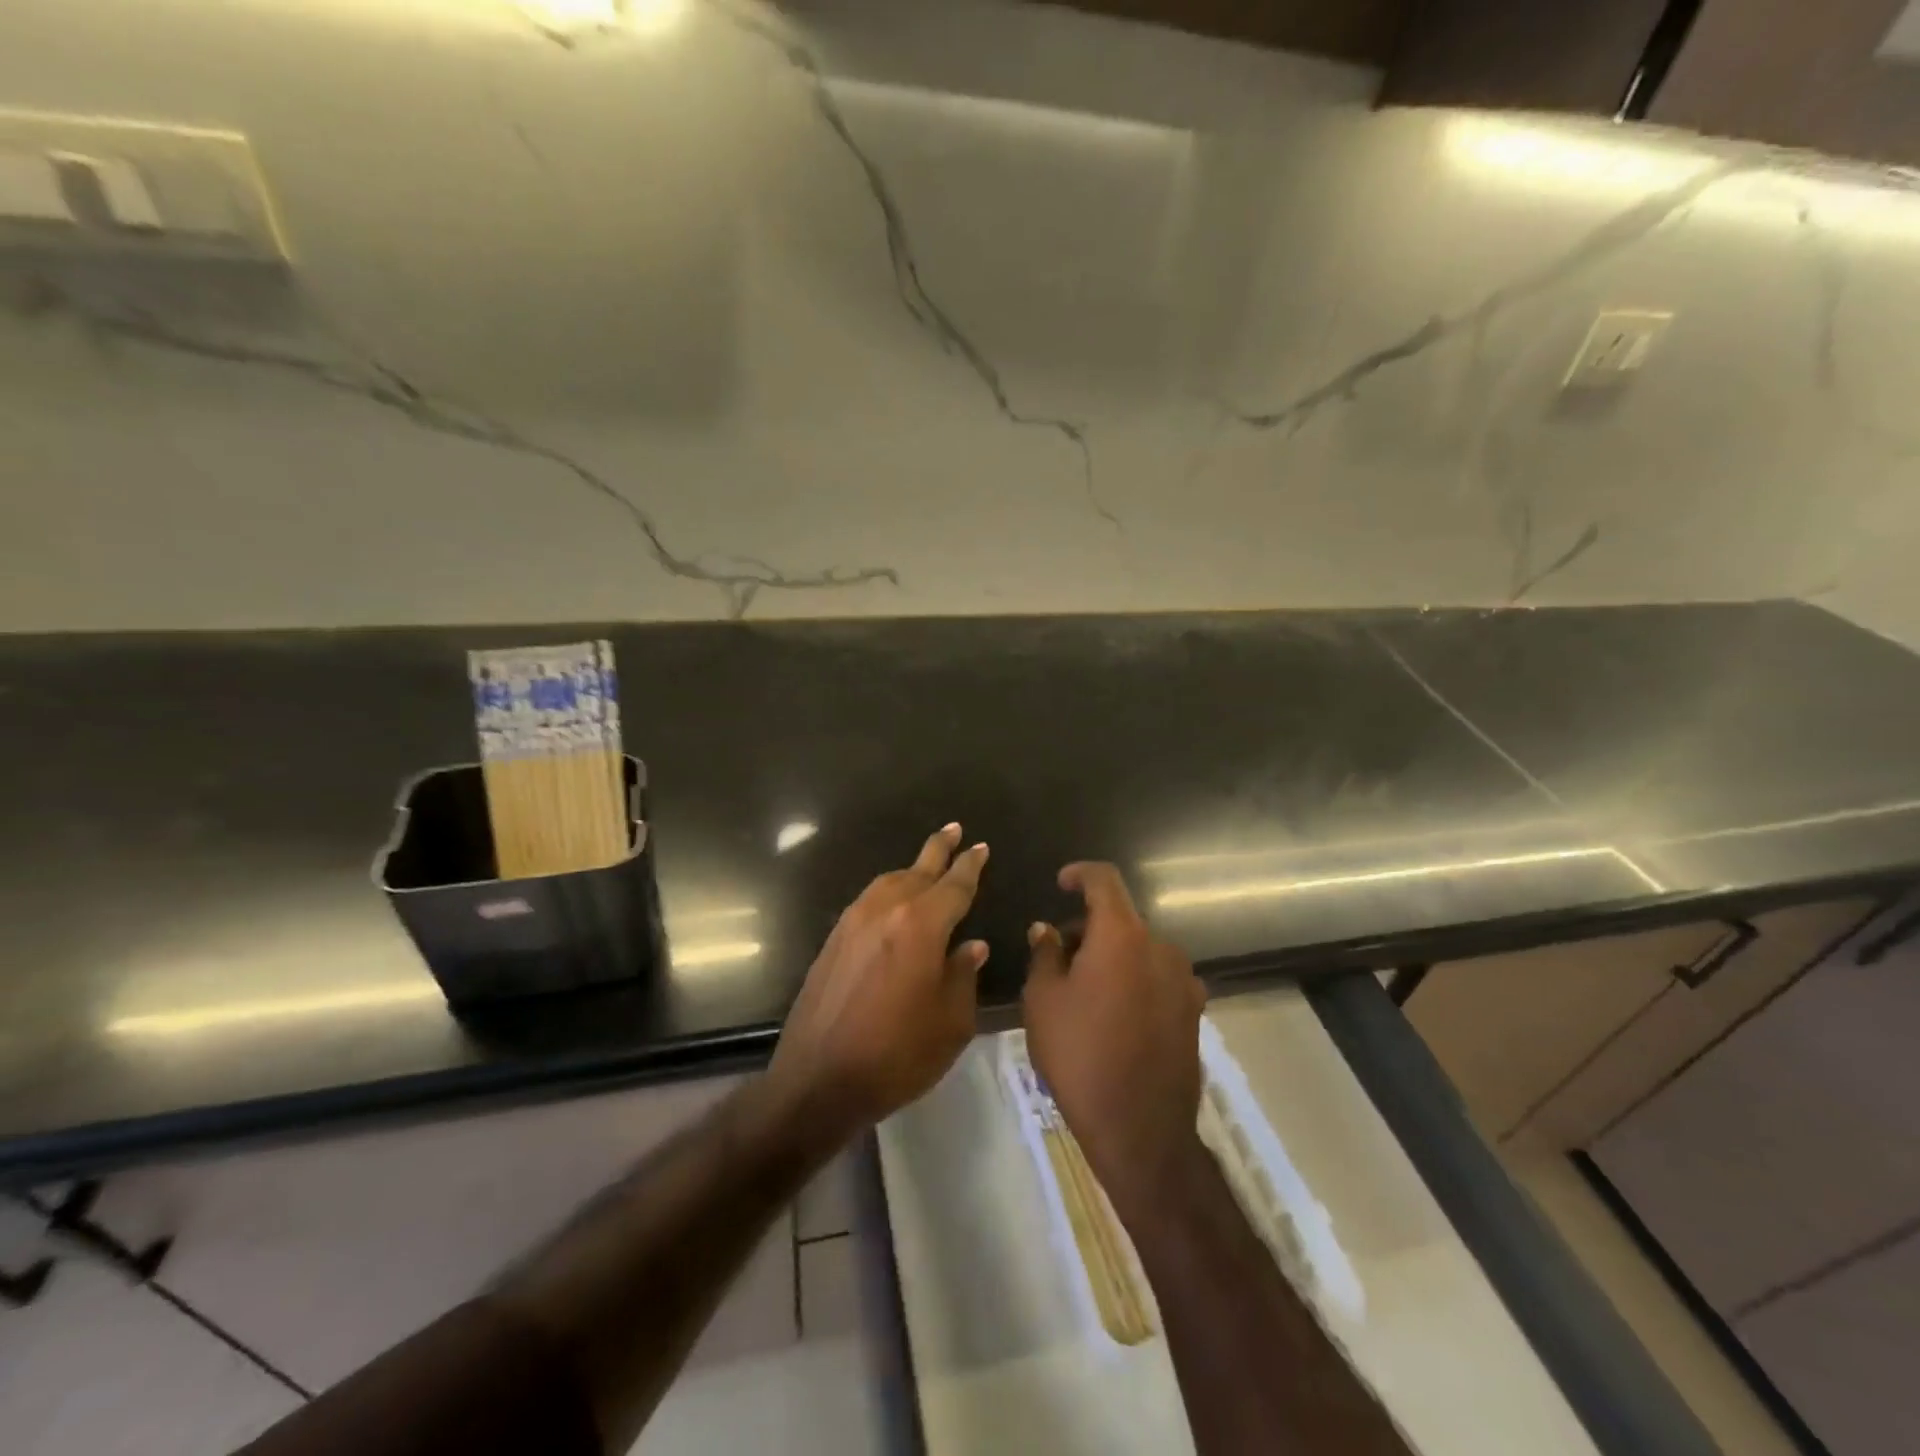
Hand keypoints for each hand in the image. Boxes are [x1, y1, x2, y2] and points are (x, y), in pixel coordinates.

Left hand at [768, 824, 988, 1140]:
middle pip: (918, 870)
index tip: (980, 847)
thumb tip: (971, 946)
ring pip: (889, 881)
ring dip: (912, 870)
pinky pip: (868, 900)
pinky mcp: (833, 939)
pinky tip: (893, 903)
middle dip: (939, 849)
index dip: (970, 866)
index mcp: (921, 925)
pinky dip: (888, 892)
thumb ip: (963, 976)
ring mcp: (853, 922)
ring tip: (927, 866)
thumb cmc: (897, 1054)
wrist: (818, 1079)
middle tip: (954, 829)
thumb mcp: (950, 1022)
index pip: (954, 885)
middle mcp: (886, 911)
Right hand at [1023, 862, 1206, 1206]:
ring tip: (1083, 991)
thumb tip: (1047, 930)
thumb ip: (1046, 954)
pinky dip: (1133, 979)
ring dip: (1112, 956)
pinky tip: (1114, 1015)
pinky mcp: (1193, 1010)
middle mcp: (1160, 947)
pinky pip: (1157, 977)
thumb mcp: (1044, 1001)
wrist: (1140, 1128)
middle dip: (1088, 928)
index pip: (1104, 881)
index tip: (1060, 883)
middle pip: (1121, 919)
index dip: (1080, 874)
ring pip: (1139, 949)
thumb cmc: (1080, 1055)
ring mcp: (1183, 980)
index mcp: (1122, 936)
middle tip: (1058, 956)